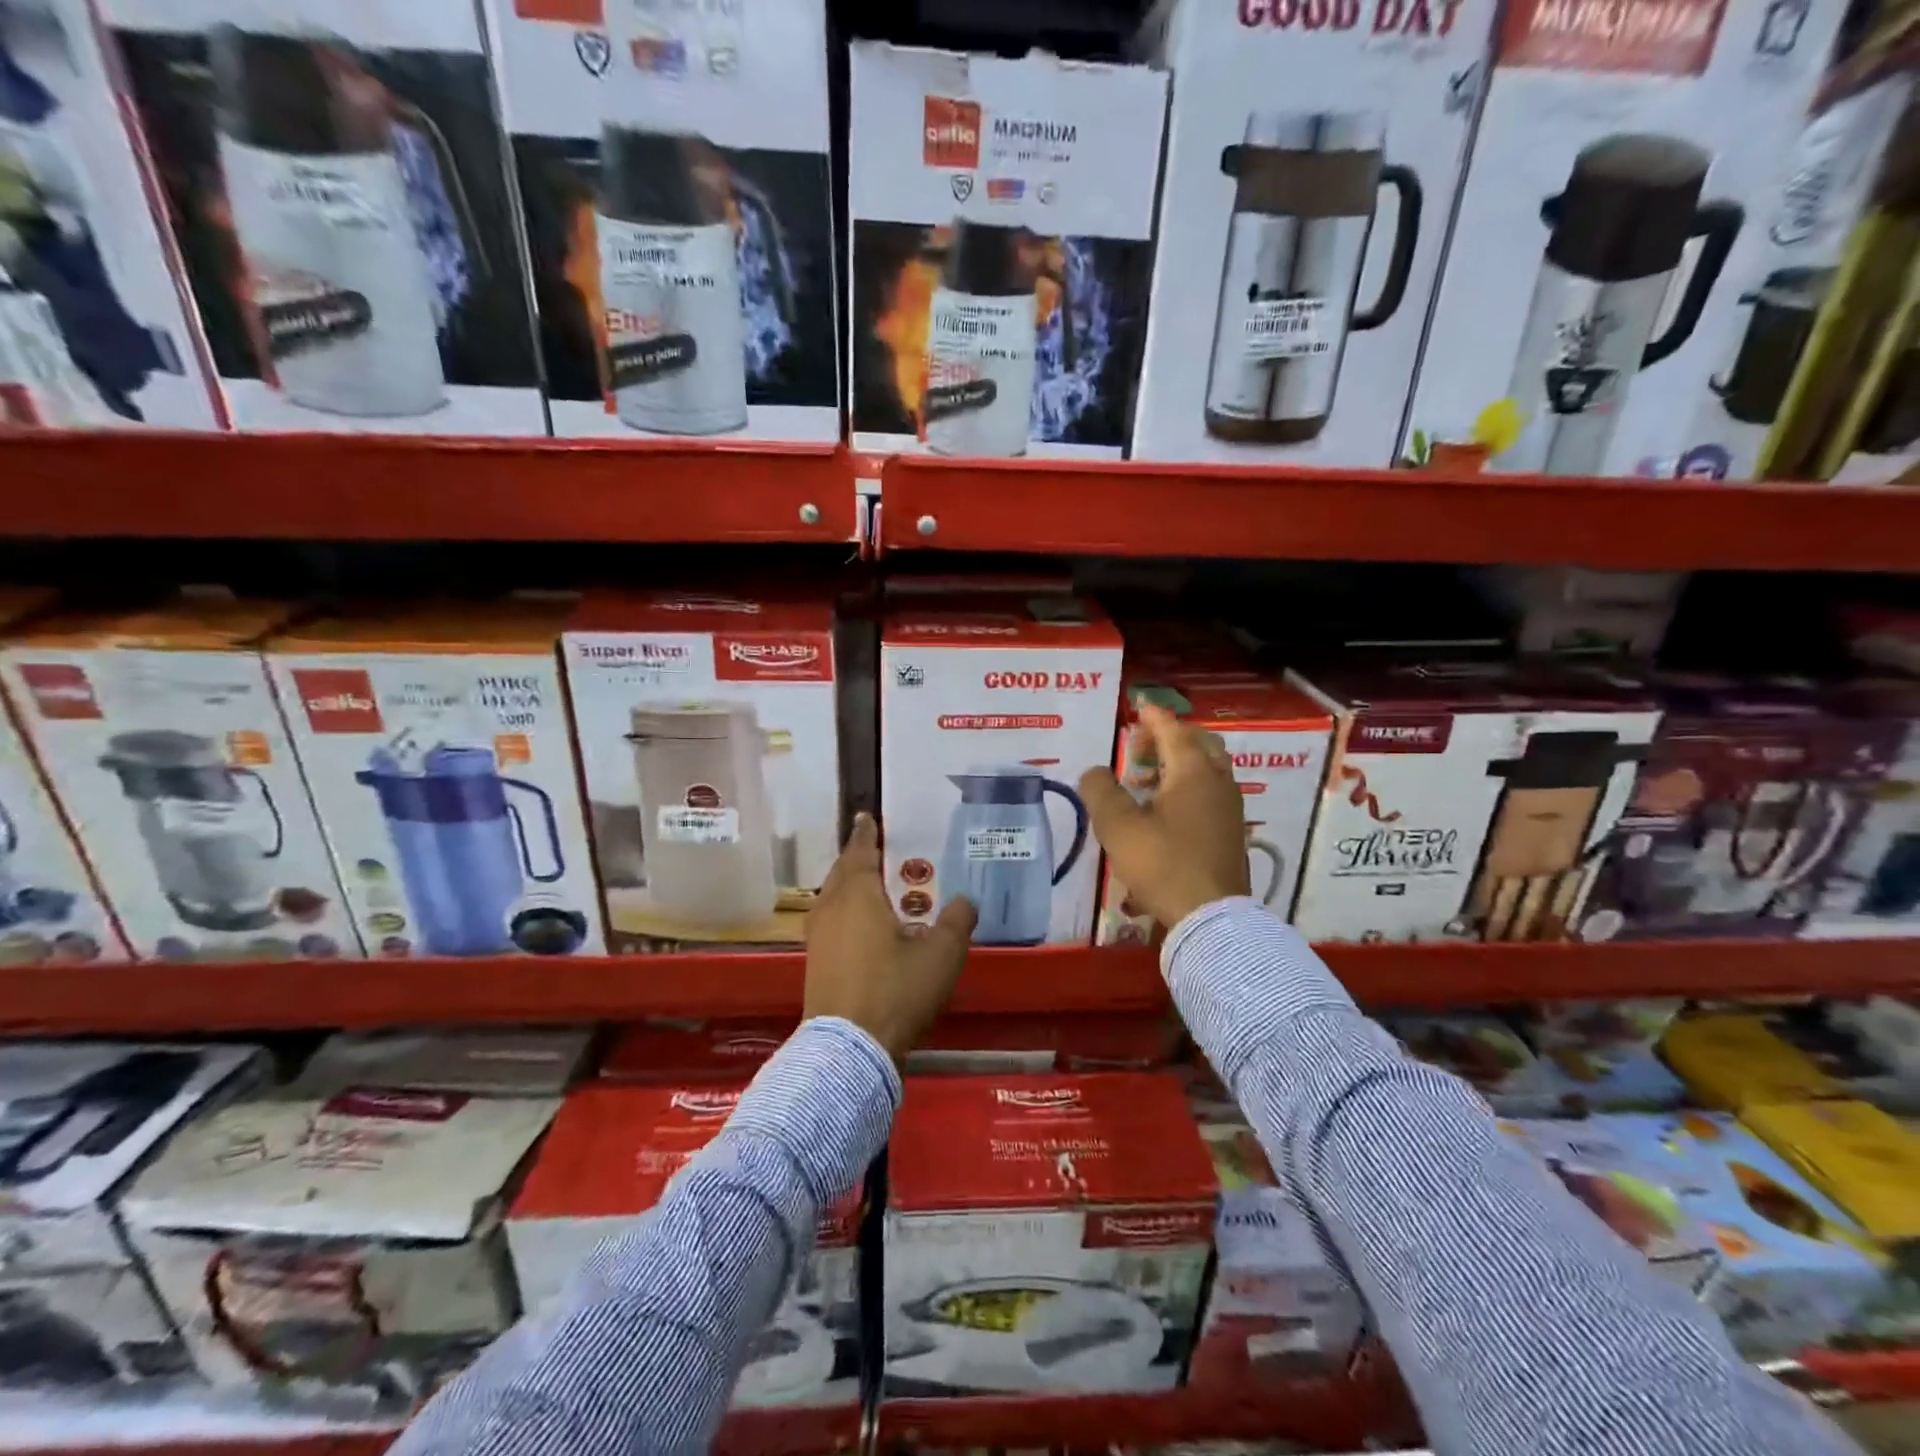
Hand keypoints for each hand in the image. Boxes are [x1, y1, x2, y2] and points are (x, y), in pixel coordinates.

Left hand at [804, 813, 976, 1065]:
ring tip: (870, 887)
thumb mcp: (941, 955)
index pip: (860, 852)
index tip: (866, 817)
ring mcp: (818, 938)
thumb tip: (965, 901)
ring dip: (848, 887)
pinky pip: (830, 922)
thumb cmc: (896, 990)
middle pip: (841, 873)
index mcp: (858, 895)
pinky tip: (862, 928)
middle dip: (856, 859)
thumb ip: (956, 922)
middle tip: (874, 850)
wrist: (849, 1049)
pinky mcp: (815, 964)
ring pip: (832, 899)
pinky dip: (845, 913)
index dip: (866, 834)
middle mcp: (831, 909)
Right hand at [1078, 703, 1249, 929]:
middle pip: (1200, 744)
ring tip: (1147, 778)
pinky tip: (1166, 809)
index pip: (1174, 731)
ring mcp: (1230, 808)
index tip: (1139, 708)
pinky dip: (1189, 786)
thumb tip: (1094, 772)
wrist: (1210, 917)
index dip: (1154, 718)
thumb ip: (1101, 792)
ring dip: (1180, 763)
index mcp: (1193, 773)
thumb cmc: (1162, 864)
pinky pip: (1211, 792)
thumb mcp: (1118, 827)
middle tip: (1141, 745)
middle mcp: (1218, 783)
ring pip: (1209, 769)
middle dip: (1171, 737)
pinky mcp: (1231, 832)